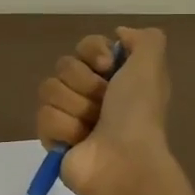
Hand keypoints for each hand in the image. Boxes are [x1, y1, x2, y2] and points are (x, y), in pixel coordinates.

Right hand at [35, 26, 171, 194]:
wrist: (123, 160)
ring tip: (91, 127)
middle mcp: (93, 93)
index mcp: (115, 76)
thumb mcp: (151, 65)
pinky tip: (78, 141)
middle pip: (64, 66)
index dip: (92, 52)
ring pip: (49, 89)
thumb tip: (118, 34)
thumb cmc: (138, 112)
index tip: (107, 67)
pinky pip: (43, 116)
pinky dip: (63, 128)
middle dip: (83, 83)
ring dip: (74, 107)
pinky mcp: (53, 138)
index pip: (84, 46)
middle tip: (103, 104)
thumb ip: (144, 39)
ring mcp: (70, 116)